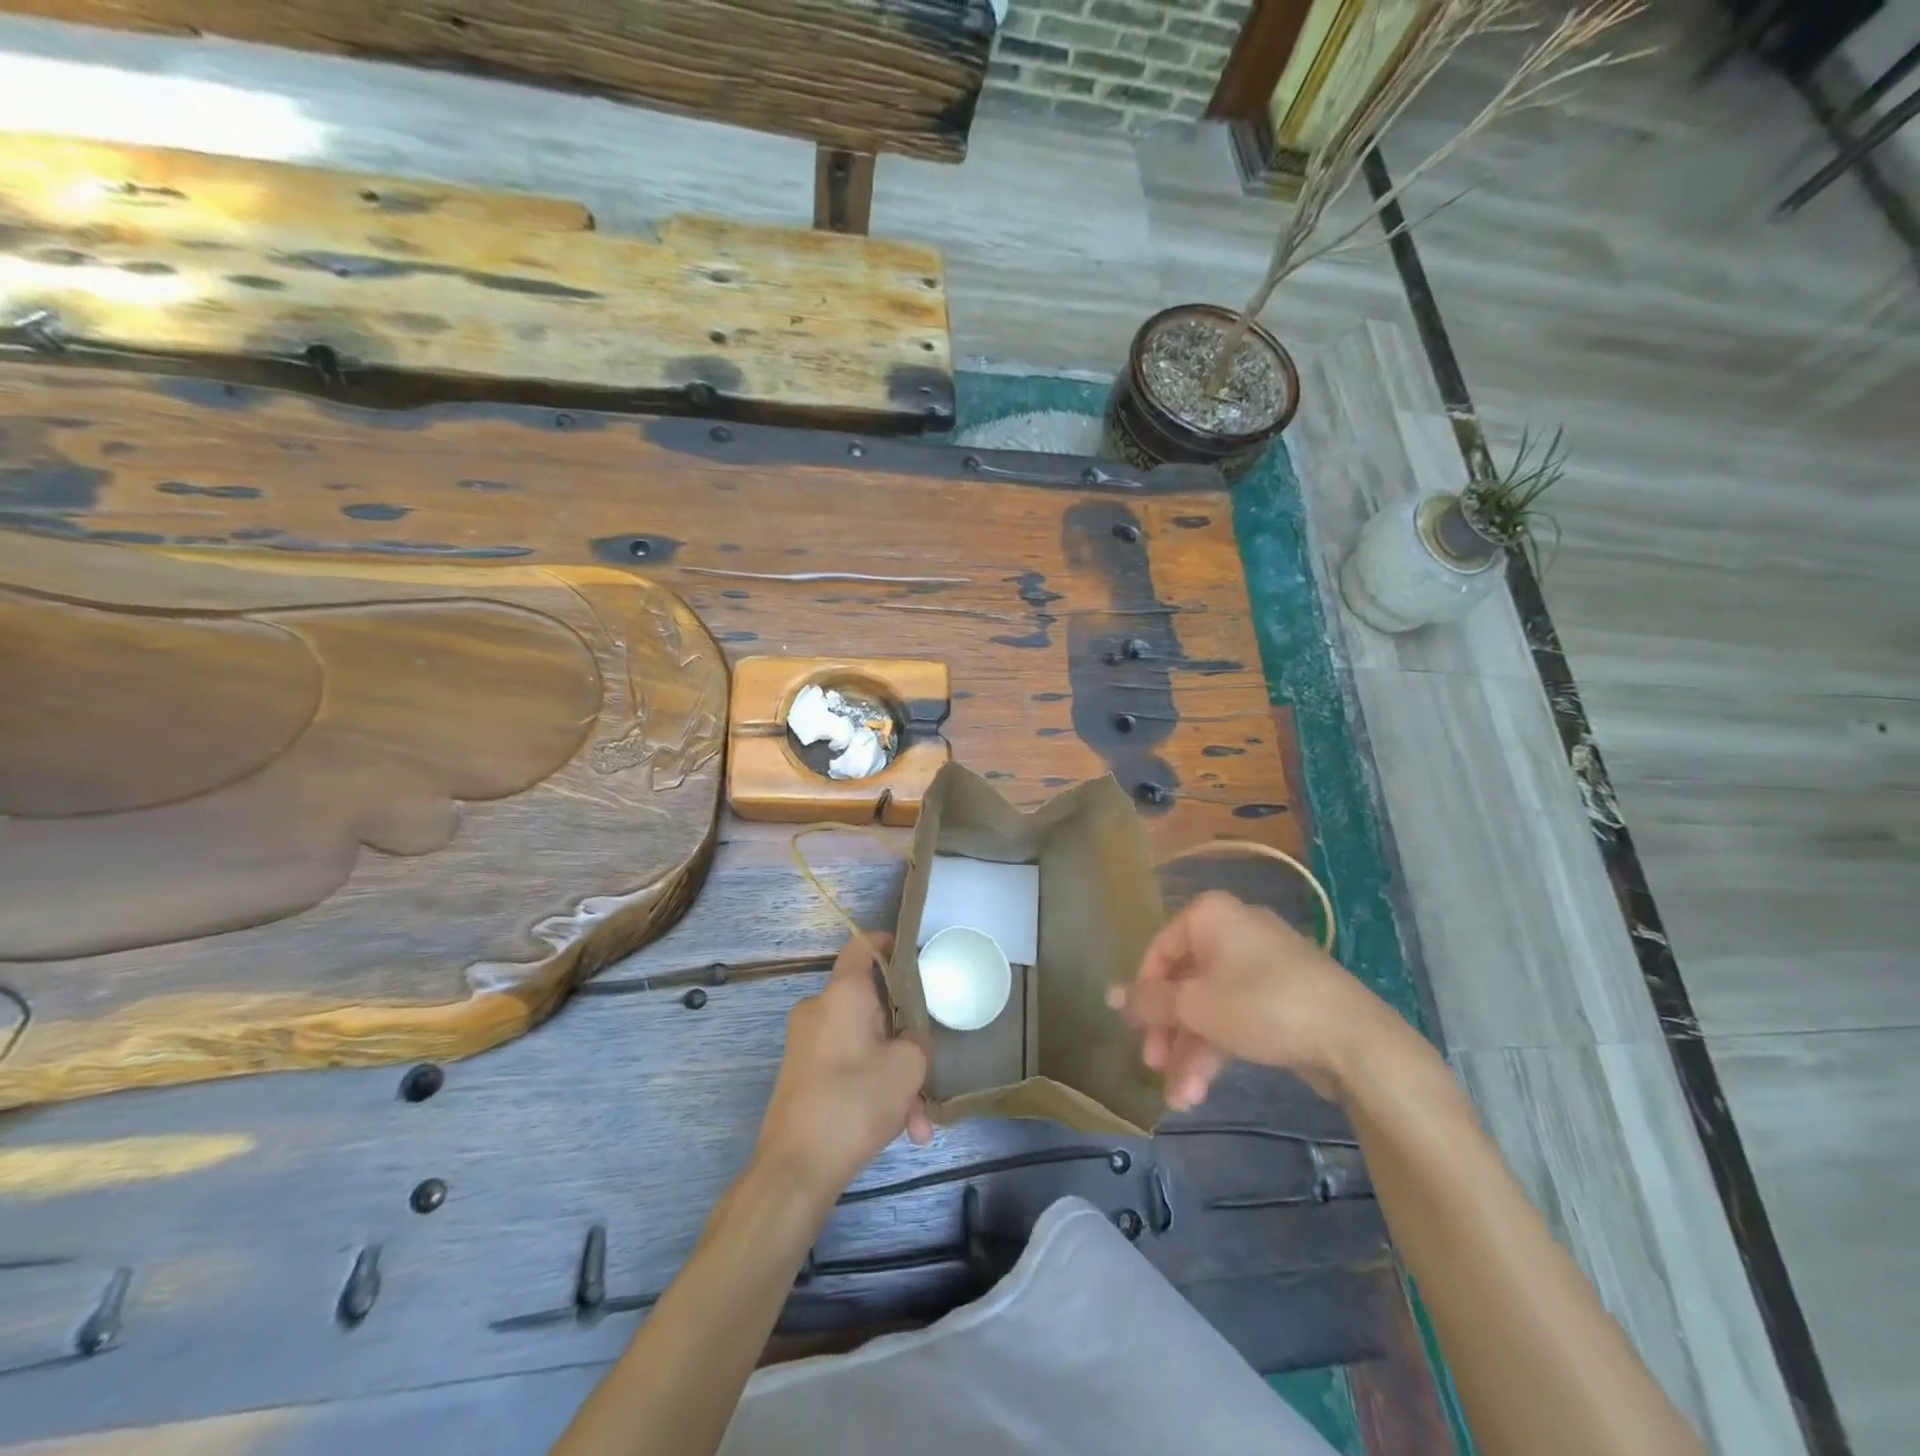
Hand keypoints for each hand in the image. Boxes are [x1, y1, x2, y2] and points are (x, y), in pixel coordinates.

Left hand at [754, 933, 932, 1205]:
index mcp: (842, 993)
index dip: (886, 943)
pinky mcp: (802, 1073)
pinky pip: (846, 1065)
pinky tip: (897, 1130)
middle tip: (926, 1067)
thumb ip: (918, 1039)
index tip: (911, 954)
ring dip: (892, 1074)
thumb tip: (908, 1037)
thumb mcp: (908, 1067)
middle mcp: (819, 1009)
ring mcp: (806, 1042)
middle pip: (870, 1004)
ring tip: (915, 1121)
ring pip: (862, 1043)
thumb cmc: (855, 1102)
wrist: (795, 1168)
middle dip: (903, 1038)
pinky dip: (870, 1087)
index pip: (861, 946)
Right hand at [1107, 891, 1405, 1108]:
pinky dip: (1219, 1047)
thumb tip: (1109, 995)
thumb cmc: (1262, 1006)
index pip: (1159, 951)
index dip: (1143, 993)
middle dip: (1168, 1032)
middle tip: (1153, 1066)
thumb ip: (1149, 1001)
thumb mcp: (1195, 1006)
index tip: (1135, 1032)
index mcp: (1210, 916)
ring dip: (1191, 1051)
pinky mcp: (1285, 996)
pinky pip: (1238, 1015)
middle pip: (1185, 982)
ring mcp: (1263, 964)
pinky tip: (1203, 1088)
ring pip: (1210, 1005)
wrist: (1355, 1040)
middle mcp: (1234, 930)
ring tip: (1181, 1098)